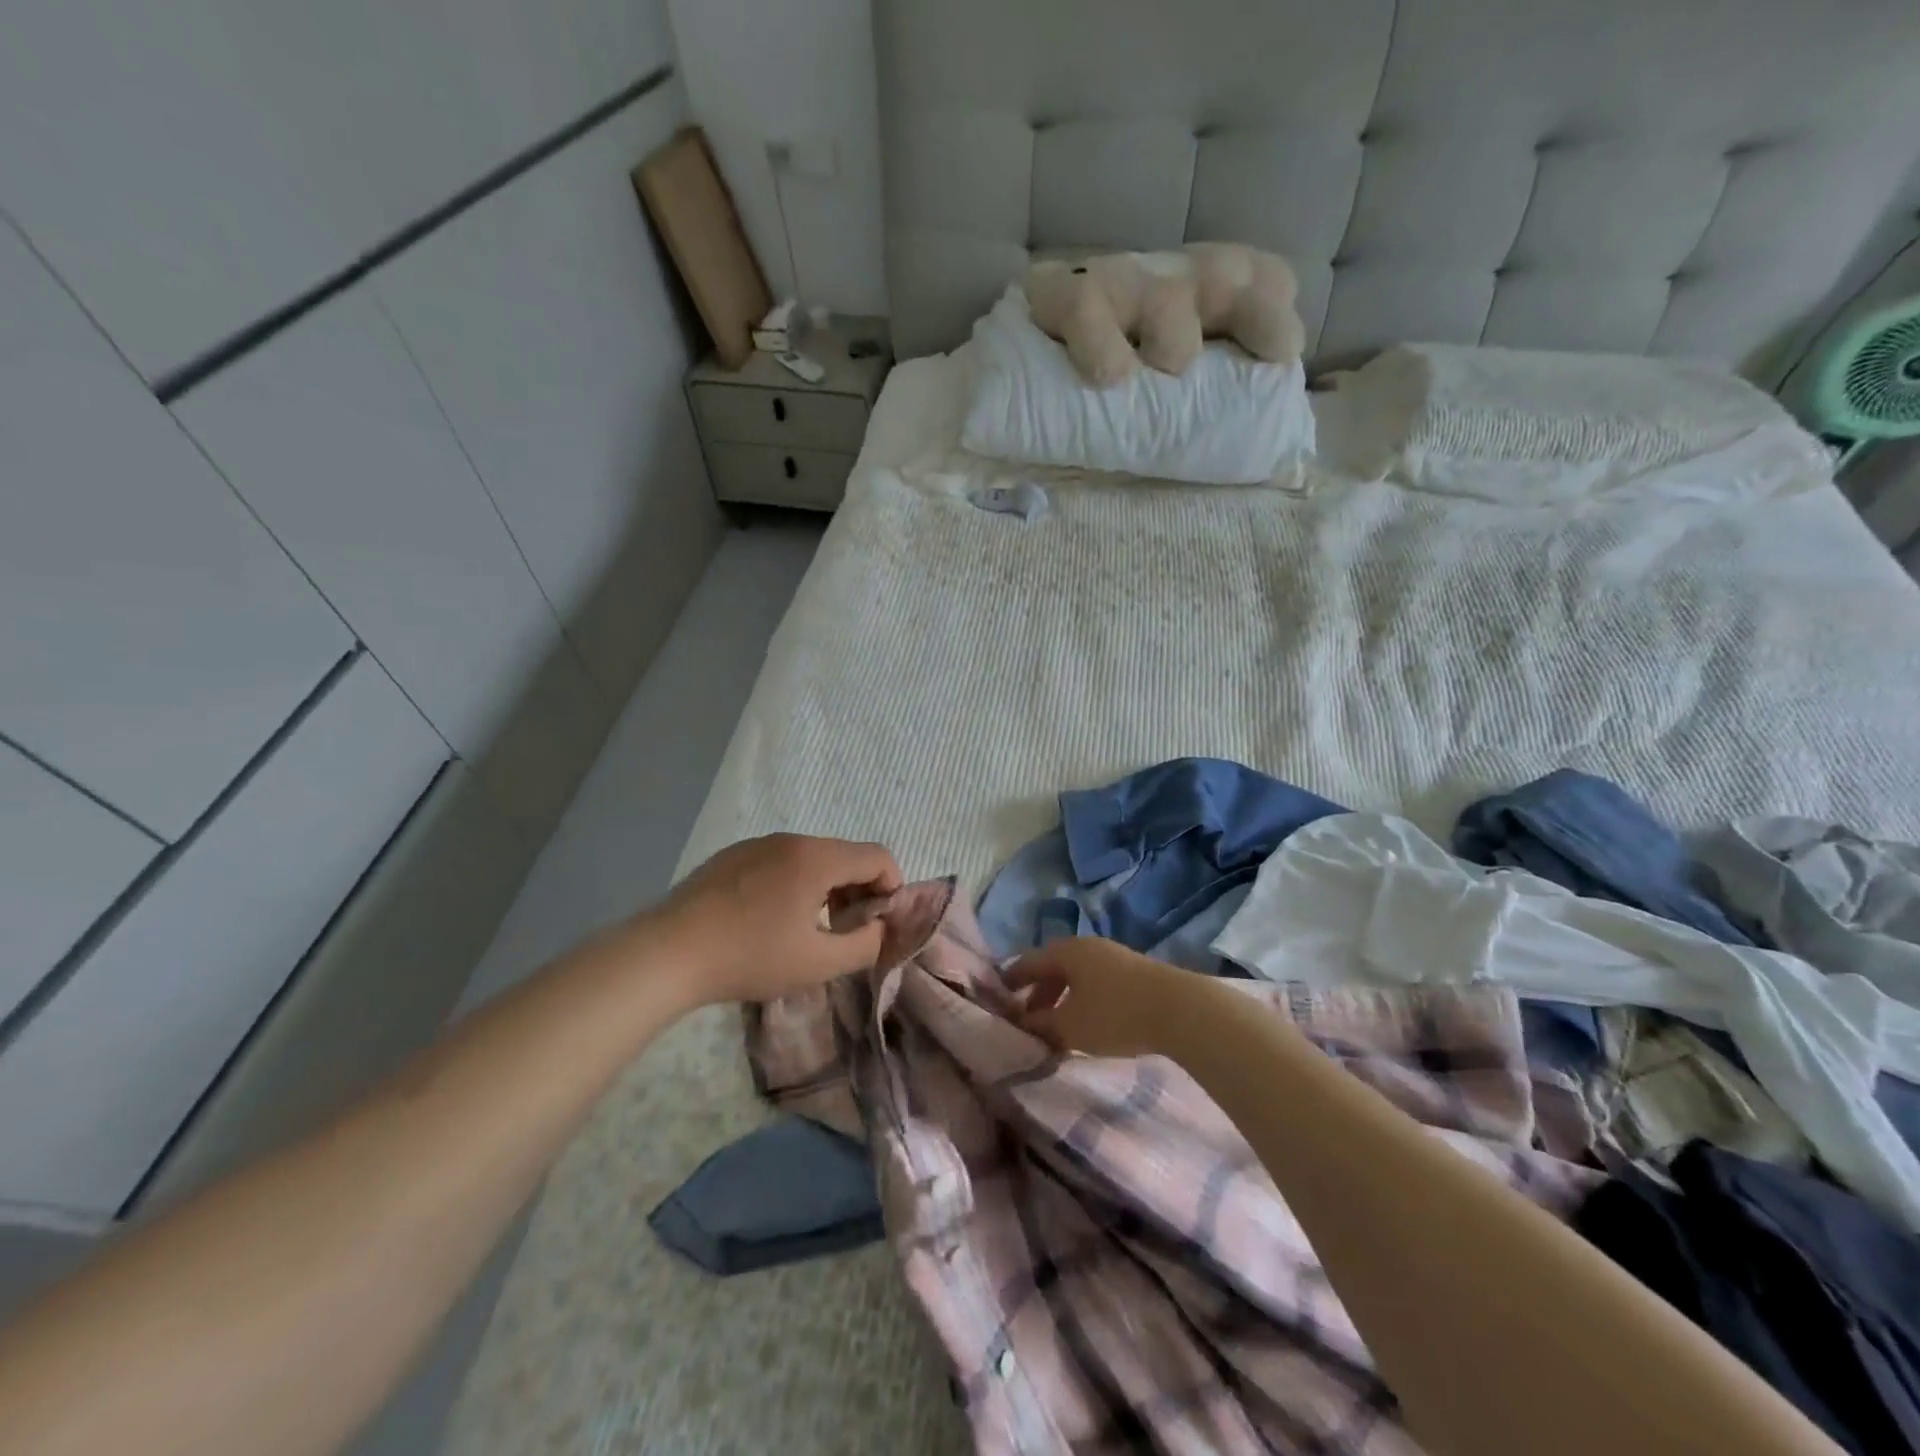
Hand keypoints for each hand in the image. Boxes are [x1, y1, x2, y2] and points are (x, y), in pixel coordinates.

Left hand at [647, 834, 902, 1006]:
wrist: (668, 952)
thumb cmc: (750, 957)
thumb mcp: (818, 963)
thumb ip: (865, 944)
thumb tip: (879, 927)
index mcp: (817, 858)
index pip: (879, 856)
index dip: (892, 888)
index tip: (878, 924)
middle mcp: (792, 839)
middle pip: (846, 855)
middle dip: (859, 890)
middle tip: (845, 931)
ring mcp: (758, 843)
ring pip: (812, 857)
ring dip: (826, 887)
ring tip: (807, 928)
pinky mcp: (732, 855)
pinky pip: (780, 861)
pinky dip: (794, 883)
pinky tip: (768, 919)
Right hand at [1007, 937, 1201, 1058]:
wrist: (1179, 1010)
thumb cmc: (1114, 1014)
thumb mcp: (1069, 1026)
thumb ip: (1040, 1025)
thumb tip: (1020, 1024)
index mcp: (1066, 952)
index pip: (1028, 962)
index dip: (1011, 980)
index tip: (997, 998)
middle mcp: (1087, 947)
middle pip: (1053, 968)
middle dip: (1037, 994)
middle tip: (1026, 1019)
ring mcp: (1114, 958)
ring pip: (1076, 977)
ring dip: (1062, 1000)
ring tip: (1057, 1027)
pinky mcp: (1135, 974)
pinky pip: (1096, 984)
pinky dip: (1083, 1001)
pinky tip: (1088, 1025)